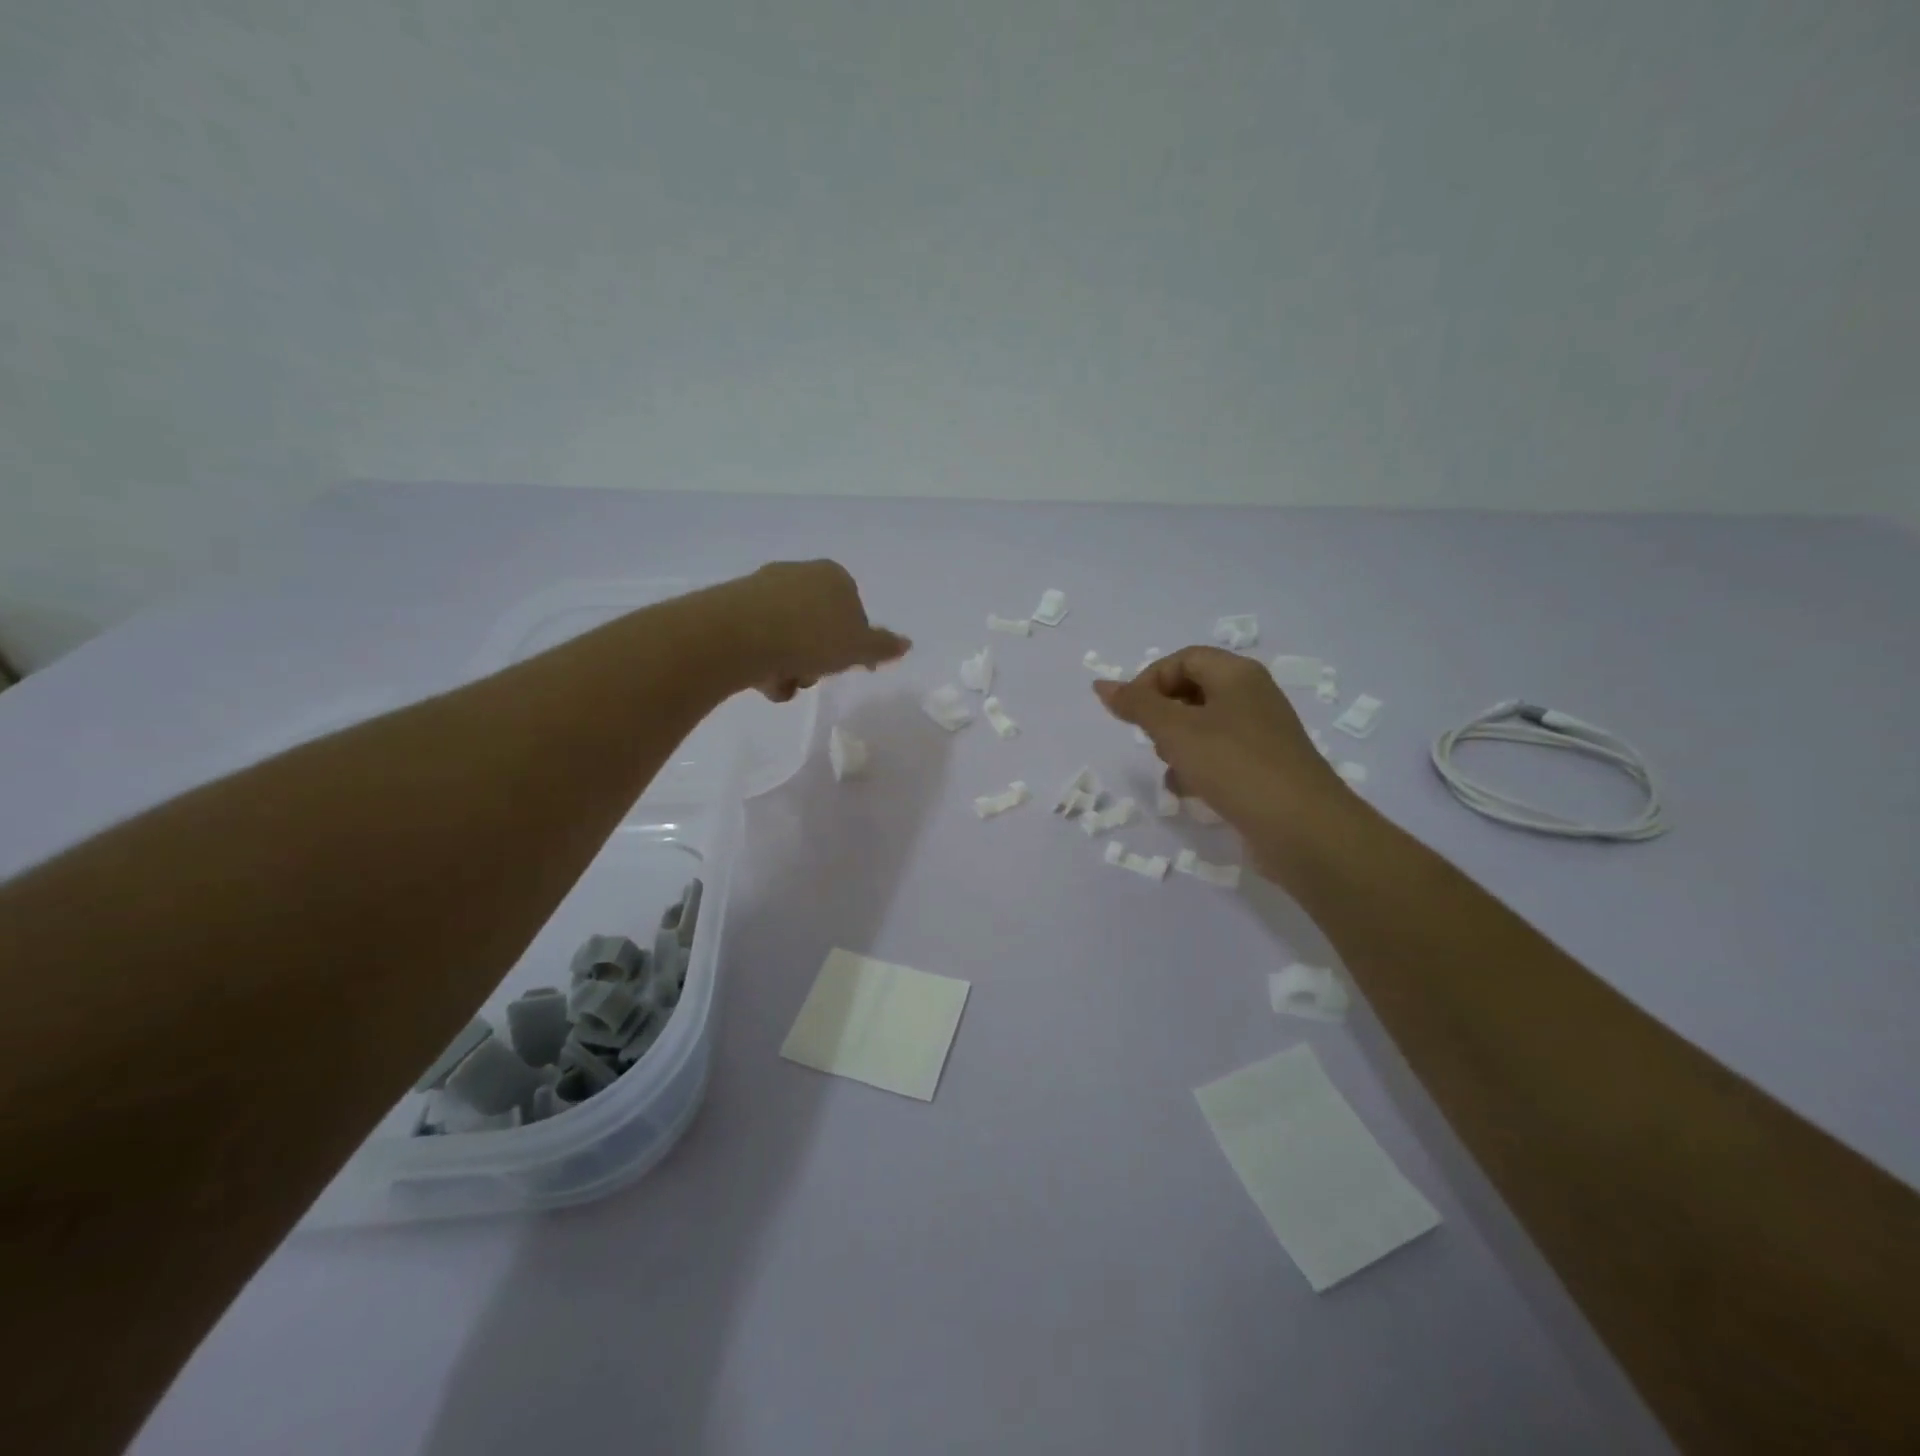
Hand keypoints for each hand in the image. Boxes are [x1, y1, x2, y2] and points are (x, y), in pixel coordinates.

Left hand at [723, 561, 910, 700]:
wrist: (740, 634)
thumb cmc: (811, 638)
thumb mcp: (858, 648)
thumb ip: (882, 647)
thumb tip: (906, 644)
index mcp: (834, 576)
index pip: (854, 613)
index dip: (853, 645)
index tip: (847, 667)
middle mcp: (800, 574)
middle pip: (819, 626)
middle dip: (818, 657)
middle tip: (814, 676)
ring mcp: (764, 588)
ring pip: (789, 636)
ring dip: (791, 666)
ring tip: (783, 683)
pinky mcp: (735, 606)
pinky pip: (760, 639)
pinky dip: (765, 662)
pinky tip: (761, 679)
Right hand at [1094, 647, 1350, 876]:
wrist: (1301, 828)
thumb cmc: (1234, 765)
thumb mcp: (1175, 730)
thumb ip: (1137, 705)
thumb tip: (1102, 684)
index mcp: (1237, 675)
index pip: (1183, 659)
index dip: (1150, 680)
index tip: (1131, 714)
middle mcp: (1253, 697)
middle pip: (1193, 691)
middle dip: (1164, 715)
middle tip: (1154, 741)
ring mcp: (1261, 735)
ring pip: (1204, 727)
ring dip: (1178, 746)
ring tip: (1173, 769)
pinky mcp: (1264, 769)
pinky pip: (1221, 757)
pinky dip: (1199, 769)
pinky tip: (1190, 792)